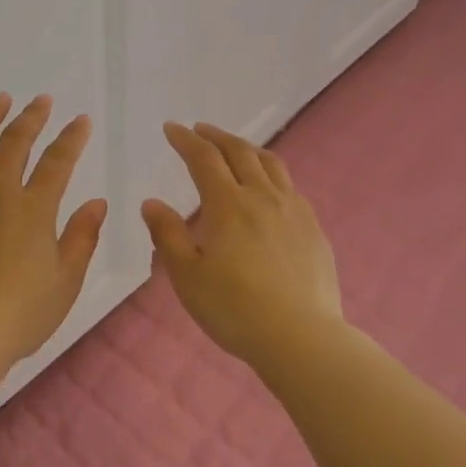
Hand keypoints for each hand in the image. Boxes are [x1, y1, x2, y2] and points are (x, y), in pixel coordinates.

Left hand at [0, 93, 107, 367]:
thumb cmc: (18, 315)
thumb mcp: (65, 282)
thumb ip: (82, 237)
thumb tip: (97, 202)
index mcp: (34, 208)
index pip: (58, 161)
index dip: (72, 138)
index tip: (80, 120)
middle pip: (16, 142)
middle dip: (32, 117)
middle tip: (41, 100)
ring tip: (0, 100)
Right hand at [141, 122, 343, 367]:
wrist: (301, 337)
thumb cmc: (235, 309)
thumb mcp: (187, 276)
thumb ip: (168, 235)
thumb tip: (152, 203)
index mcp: (228, 204)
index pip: (204, 158)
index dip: (186, 140)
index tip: (172, 128)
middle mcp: (262, 196)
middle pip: (239, 152)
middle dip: (216, 136)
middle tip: (200, 130)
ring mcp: (293, 210)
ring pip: (271, 164)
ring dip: (247, 148)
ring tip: (235, 148)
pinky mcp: (313, 229)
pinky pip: (290, 187)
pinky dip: (271, 175)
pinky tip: (268, 189)